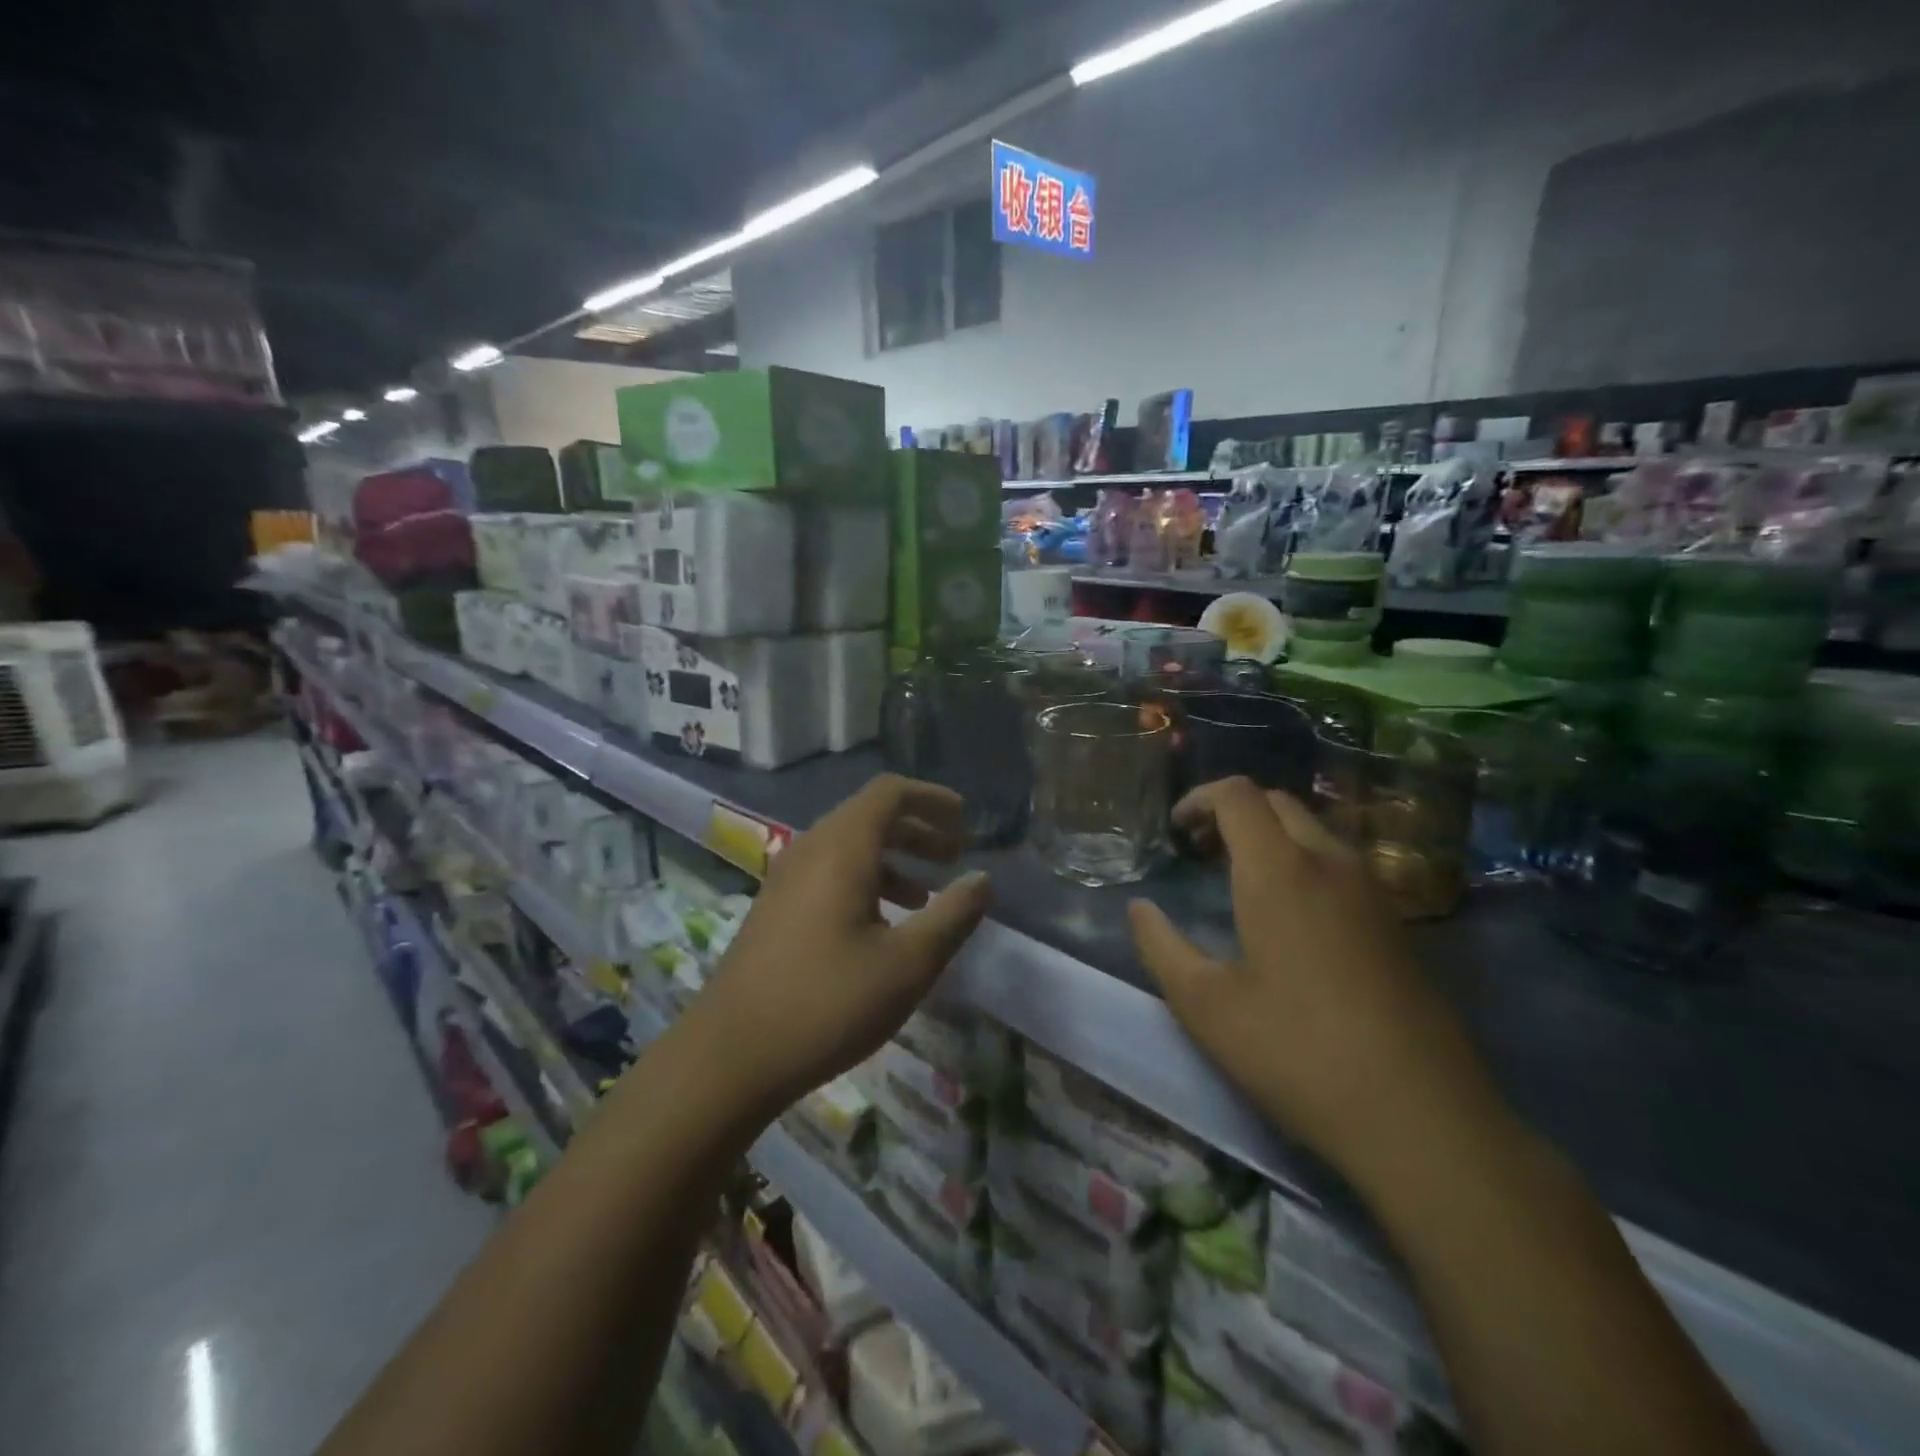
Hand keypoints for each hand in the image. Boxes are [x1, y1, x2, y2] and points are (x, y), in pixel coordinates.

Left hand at [684, 775, 991, 1118]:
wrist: (729, 1056)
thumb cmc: (827, 1004)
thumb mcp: (907, 965)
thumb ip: (952, 916)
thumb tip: (982, 879)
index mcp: (841, 849)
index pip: (890, 793)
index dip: (932, 798)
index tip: (966, 822)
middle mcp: (810, 850)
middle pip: (870, 815)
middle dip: (918, 829)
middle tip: (955, 856)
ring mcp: (786, 878)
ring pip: (849, 845)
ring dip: (893, 857)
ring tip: (927, 894)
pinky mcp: (775, 907)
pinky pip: (829, 871)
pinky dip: (866, 879)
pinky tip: (883, 923)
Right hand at [1129, 777, 1504, 1186]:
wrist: (1420, 1115)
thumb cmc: (1297, 1052)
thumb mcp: (1206, 1005)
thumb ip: (1161, 946)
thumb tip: (1140, 908)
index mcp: (1279, 871)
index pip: (1238, 795)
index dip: (1199, 799)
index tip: (1175, 831)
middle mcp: (1330, 863)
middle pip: (1277, 802)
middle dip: (1232, 812)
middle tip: (1201, 851)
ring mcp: (1371, 890)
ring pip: (1313, 829)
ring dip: (1269, 835)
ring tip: (1238, 879)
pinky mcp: (1394, 921)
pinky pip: (1338, 861)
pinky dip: (1301, 860)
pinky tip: (1288, 914)